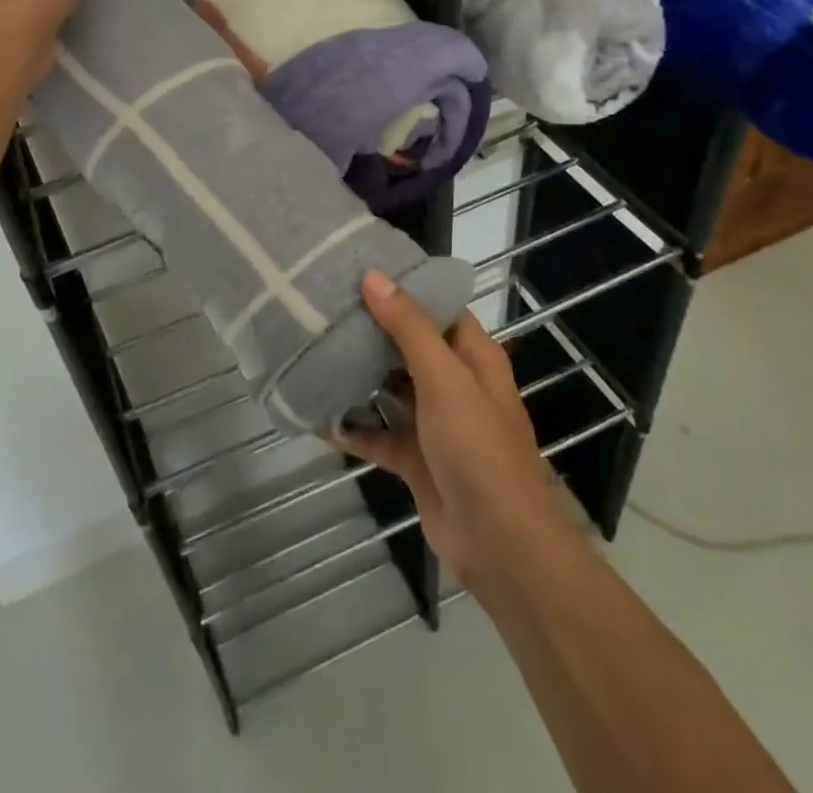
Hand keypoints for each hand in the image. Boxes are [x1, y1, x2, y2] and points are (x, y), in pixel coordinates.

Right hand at [337, 270, 573, 588]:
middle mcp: (454, 383)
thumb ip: (409, 327)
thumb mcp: (445, 378)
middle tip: (324, 306)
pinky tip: (317, 416)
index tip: (358, 269)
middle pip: (408, 345)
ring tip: (313, 349)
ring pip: (390, 388)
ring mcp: (434, 422)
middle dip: (371, 329)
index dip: (404, 288)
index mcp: (472, 356)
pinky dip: (353, 427)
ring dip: (359, 375)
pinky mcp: (416, 459)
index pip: (437, 307)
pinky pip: (378, 434)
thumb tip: (373, 276)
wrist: (499, 544)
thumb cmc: (478, 448)